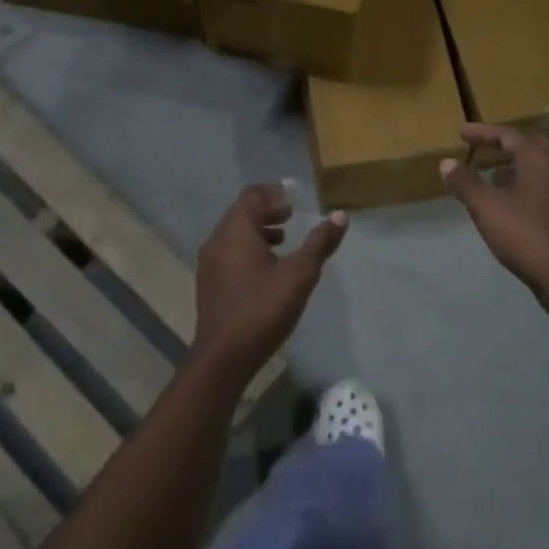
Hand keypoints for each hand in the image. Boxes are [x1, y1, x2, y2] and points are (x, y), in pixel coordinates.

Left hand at [191, 184, 346, 371]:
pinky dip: (247, 248)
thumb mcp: (300, 275)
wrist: (224, 356)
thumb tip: (340, 216)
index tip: (293, 197)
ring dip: (257, 231)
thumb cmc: (263, 309)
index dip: (273, 192)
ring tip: (283, 240)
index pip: (252, 195)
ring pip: (233, 234)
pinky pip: (228, 252)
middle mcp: (217, 240)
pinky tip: (266, 268)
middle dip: (266, 210)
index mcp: (236, 231)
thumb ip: (320, 243)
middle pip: (240, 213)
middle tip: (291, 216)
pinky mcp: (208, 282)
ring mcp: (208, 263)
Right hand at [441, 124, 548, 314]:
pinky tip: (512, 207)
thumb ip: (465, 183)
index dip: (483, 133)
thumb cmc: (525, 235)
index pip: (509, 136)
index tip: (461, 134)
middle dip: (505, 146)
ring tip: (492, 179)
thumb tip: (446, 163)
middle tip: (483, 149)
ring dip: (516, 169)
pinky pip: (546, 190)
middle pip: (531, 147)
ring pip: (541, 171)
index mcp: (540, 161)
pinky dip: (526, 188)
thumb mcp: (486, 208)